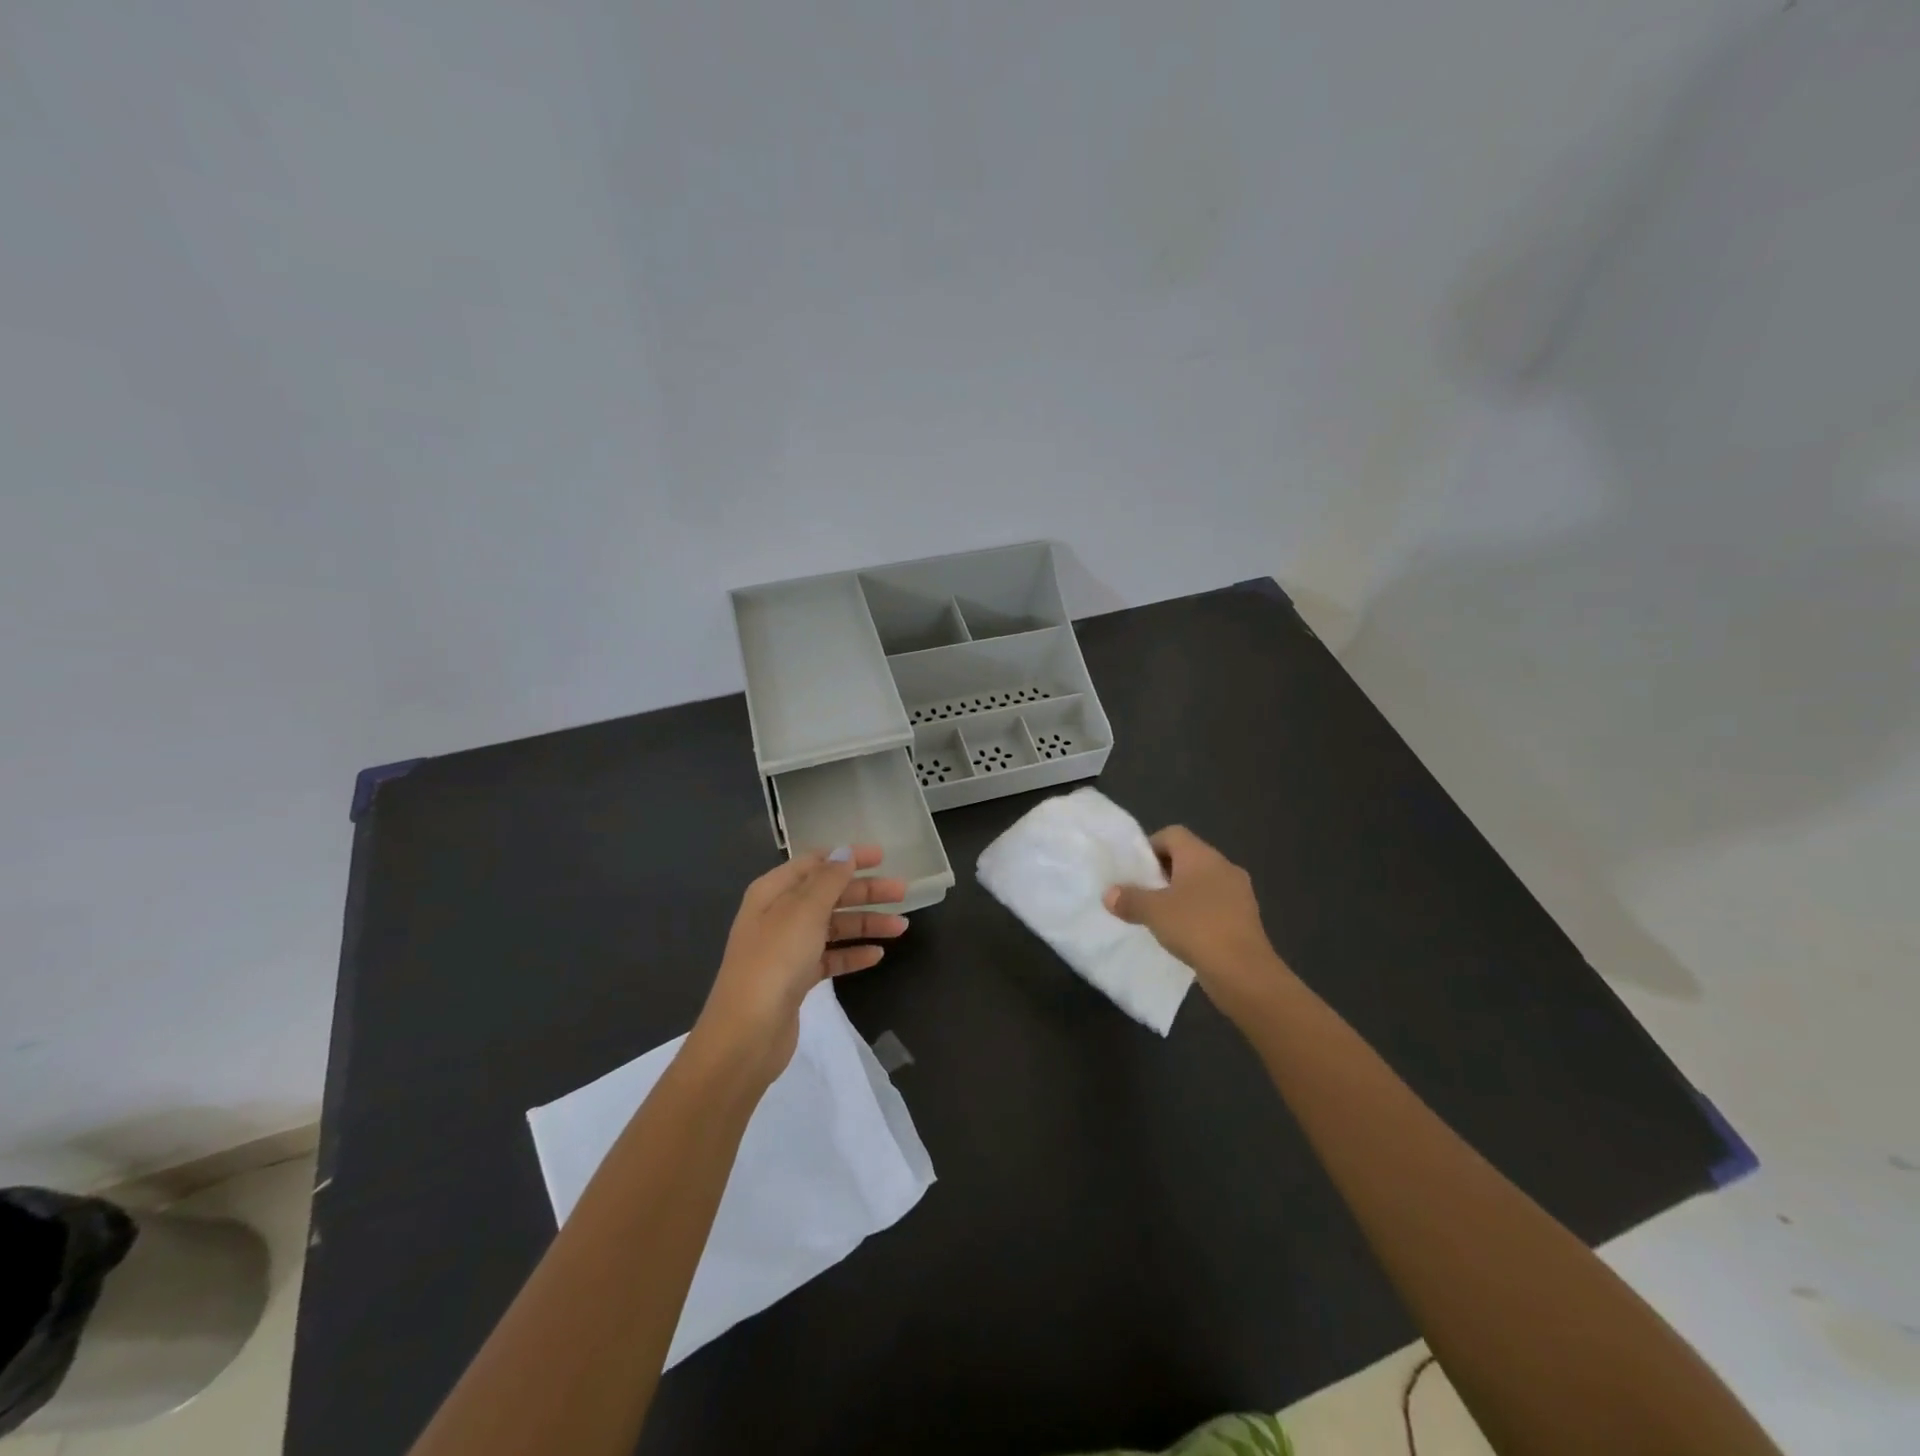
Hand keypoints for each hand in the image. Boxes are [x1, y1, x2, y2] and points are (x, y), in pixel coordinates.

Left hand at [694, 846, 907, 1084]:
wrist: (748, 1033)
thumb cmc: (775, 960)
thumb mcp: (804, 911)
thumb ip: (828, 879)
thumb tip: (843, 852)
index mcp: (773, 892)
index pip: (814, 862)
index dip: (847, 857)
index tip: (883, 857)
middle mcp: (778, 915)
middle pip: (828, 894)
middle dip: (865, 891)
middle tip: (902, 892)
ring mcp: (786, 949)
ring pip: (833, 927)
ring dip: (865, 923)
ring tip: (901, 928)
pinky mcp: (795, 979)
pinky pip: (830, 958)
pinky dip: (852, 954)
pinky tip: (877, 955)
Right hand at [1103, 826, 1286, 1017]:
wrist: (1244, 972)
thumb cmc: (1196, 928)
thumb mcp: (1153, 912)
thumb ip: (1129, 899)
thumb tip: (1109, 894)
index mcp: (1202, 856)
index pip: (1173, 834)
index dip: (1150, 846)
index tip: (1135, 870)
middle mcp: (1223, 866)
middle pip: (1188, 857)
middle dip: (1163, 873)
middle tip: (1143, 893)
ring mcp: (1239, 892)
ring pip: (1202, 883)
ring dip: (1181, 894)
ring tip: (1160, 916)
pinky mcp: (1245, 918)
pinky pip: (1215, 905)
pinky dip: (1198, 913)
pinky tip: (1184, 934)